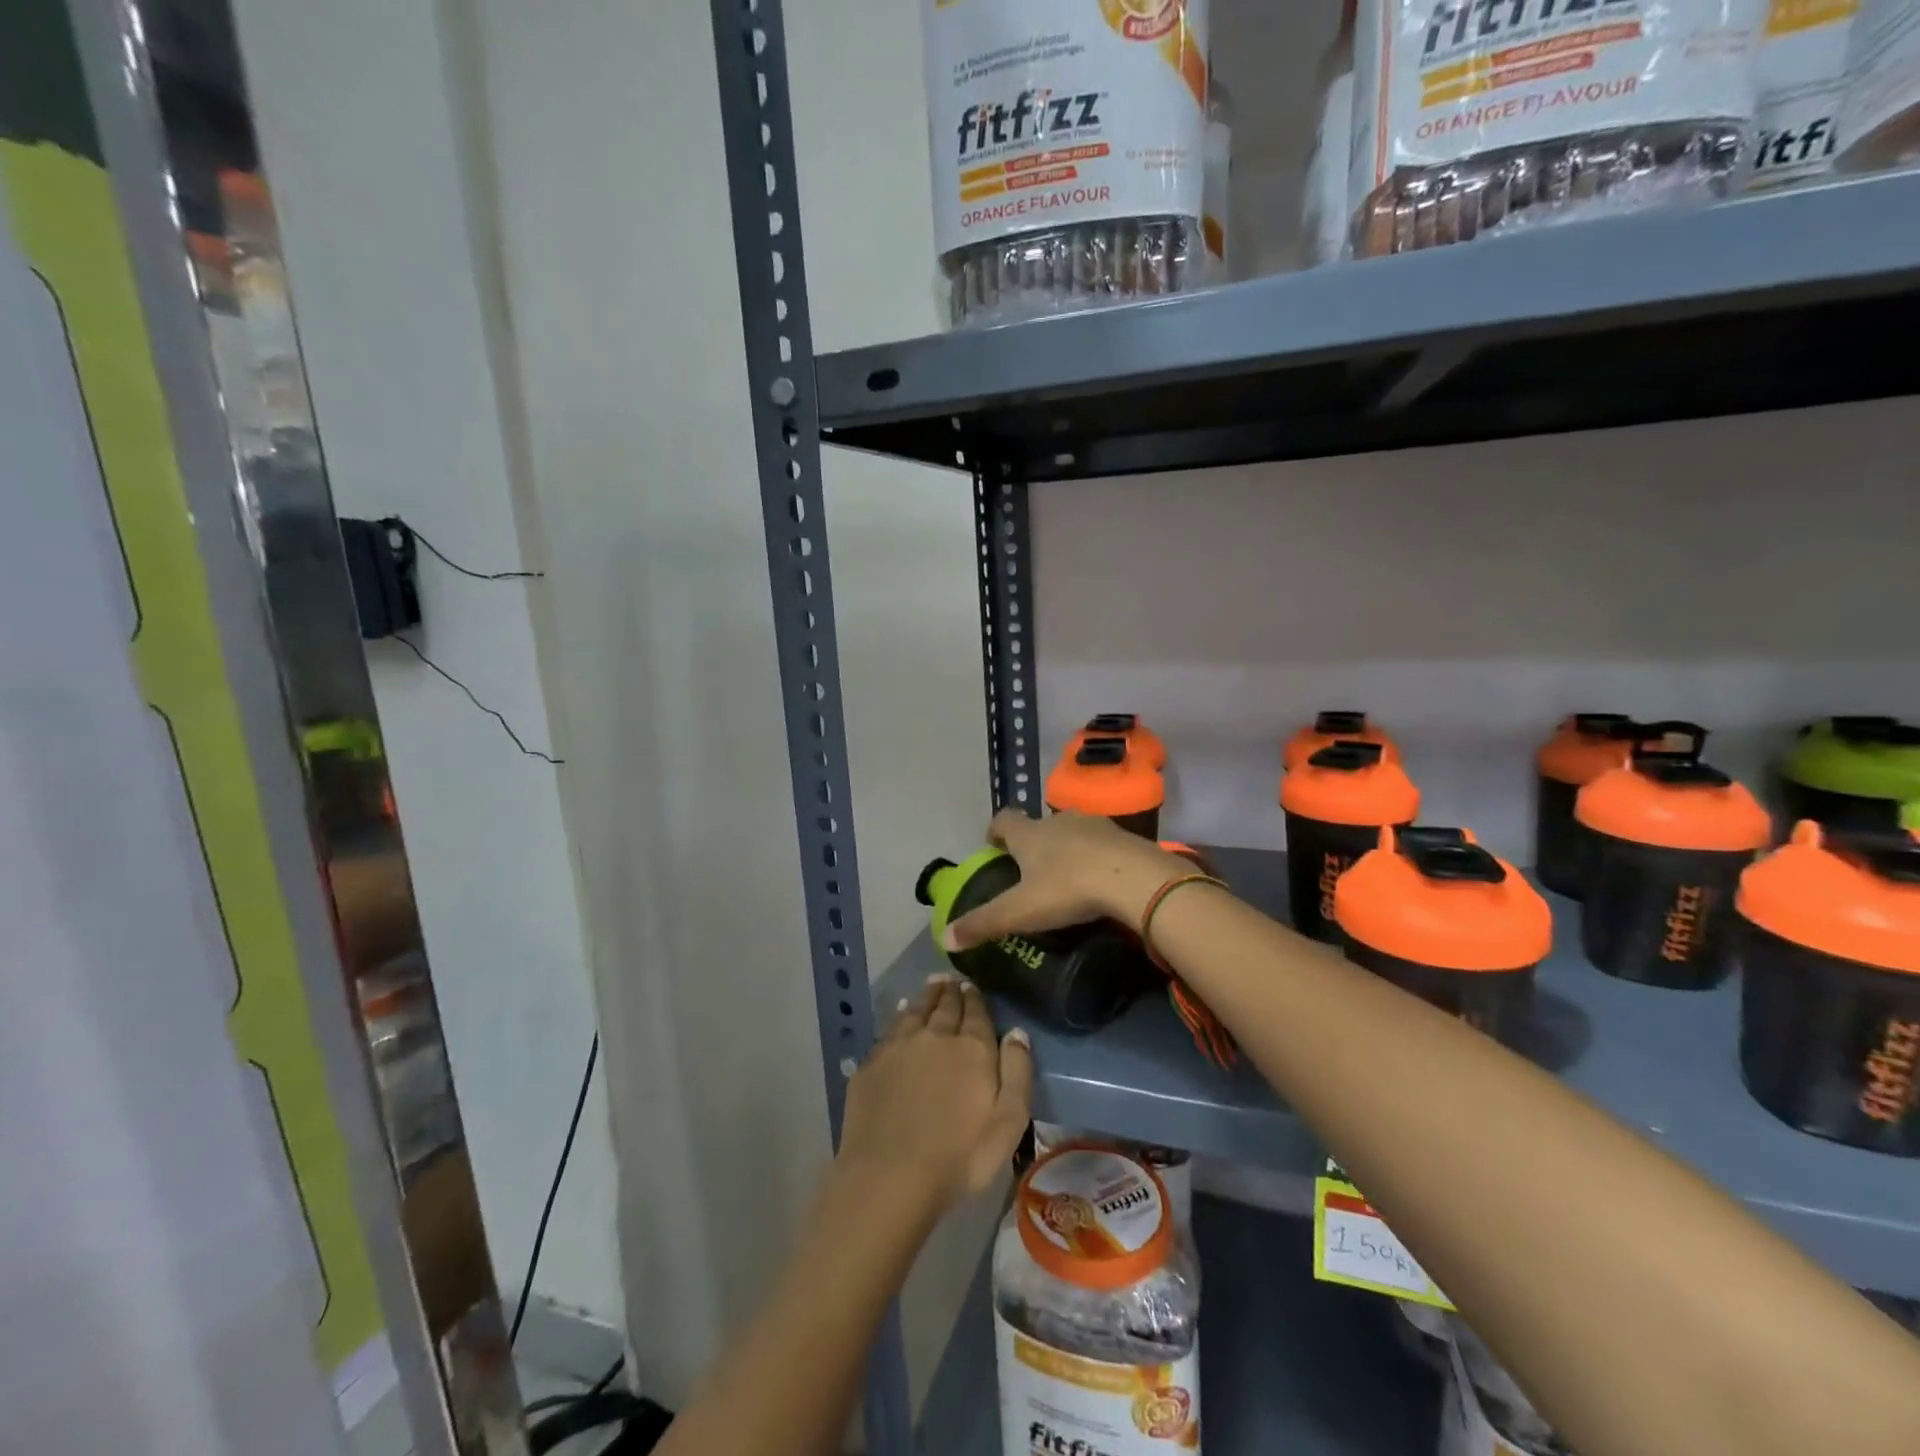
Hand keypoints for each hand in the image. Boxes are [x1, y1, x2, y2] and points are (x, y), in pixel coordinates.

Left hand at [836, 975, 1033, 1210]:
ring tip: (931, 985)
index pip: (975, 1013)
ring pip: (916, 1010)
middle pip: (945, 1006)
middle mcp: (935, 1036)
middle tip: (952, 980)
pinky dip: (900, 1014)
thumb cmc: (959, 1156)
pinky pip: (890, 1028)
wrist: (890, 1175)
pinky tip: (902, 1012)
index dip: (975, 998)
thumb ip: (1017, 1072)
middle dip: (951, 991)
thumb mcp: (1008, 1122)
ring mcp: (899, 1046)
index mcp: (971, 1048)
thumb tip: (1017, 1031)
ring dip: (926, 996)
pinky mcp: (872, 1063)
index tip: (972, 985)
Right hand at [944, 810, 1186, 951]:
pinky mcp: (1124, 837)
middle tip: (1030, 871)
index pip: (1004, 820)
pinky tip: (1101, 881)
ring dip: (1066, 849)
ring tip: (1067, 877)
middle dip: (1032, 844)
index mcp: (1030, 834)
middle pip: (1039, 826)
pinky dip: (1096, 857)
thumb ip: (983, 923)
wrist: (1135, 879)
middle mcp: (1058, 821)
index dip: (995, 831)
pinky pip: (1102, 844)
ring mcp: (1094, 825)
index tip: (993, 846)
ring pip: (1072, 832)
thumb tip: (945, 938)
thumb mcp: (1020, 911)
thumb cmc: (1068, 889)